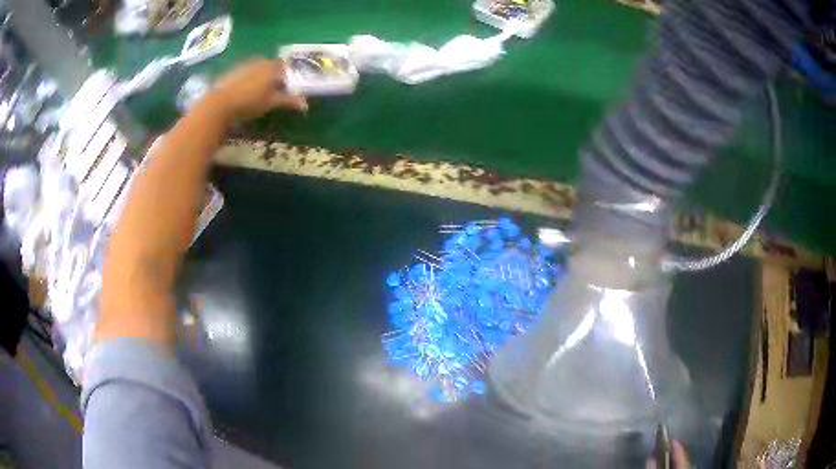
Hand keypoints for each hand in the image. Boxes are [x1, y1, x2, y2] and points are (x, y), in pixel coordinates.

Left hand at [203, 59, 307, 121]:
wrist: (219, 103)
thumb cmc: (249, 102)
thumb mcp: (271, 102)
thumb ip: (289, 100)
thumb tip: (306, 104)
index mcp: (272, 66)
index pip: (287, 68)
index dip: (289, 78)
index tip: (289, 89)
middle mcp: (260, 61)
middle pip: (273, 67)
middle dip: (276, 77)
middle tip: (276, 92)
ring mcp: (245, 64)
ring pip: (259, 69)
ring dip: (262, 78)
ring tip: (260, 93)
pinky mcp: (233, 71)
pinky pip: (247, 73)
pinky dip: (250, 80)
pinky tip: (246, 92)